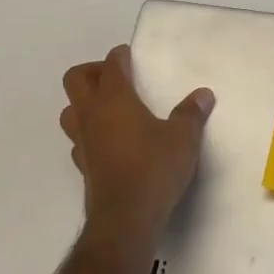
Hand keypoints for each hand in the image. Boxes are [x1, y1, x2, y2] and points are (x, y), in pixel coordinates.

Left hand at [60, 45, 214, 244]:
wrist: (126, 218)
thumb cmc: (155, 167)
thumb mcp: (183, 137)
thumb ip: (191, 113)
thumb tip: (203, 95)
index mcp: (115, 100)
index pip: (110, 67)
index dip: (119, 57)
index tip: (128, 55)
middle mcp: (92, 116)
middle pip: (75, 80)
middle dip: (92, 72)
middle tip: (116, 77)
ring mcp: (83, 142)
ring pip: (70, 110)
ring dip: (84, 103)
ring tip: (110, 108)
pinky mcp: (84, 166)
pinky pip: (78, 139)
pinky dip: (90, 132)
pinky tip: (109, 141)